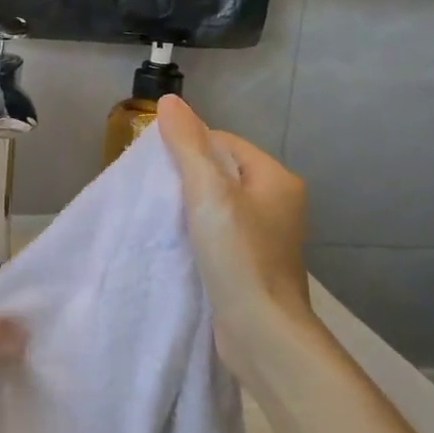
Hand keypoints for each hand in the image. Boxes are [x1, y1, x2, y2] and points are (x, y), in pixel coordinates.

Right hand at [156, 95, 320, 382]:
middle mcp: (279, 202)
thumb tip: (170, 100)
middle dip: (188, 176)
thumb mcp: (208, 192)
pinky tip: (178, 242)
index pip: (224, 142)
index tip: (157, 165)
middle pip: (222, 172)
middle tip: (154, 189)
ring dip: (191, 206)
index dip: (189, 146)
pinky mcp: (254, 263)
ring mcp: (268, 236)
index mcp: (276, 178)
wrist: (261, 331)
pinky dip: (200, 232)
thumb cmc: (238, 255)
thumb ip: (187, 145)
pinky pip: (222, 232)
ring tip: (161, 215)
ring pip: (220, 204)